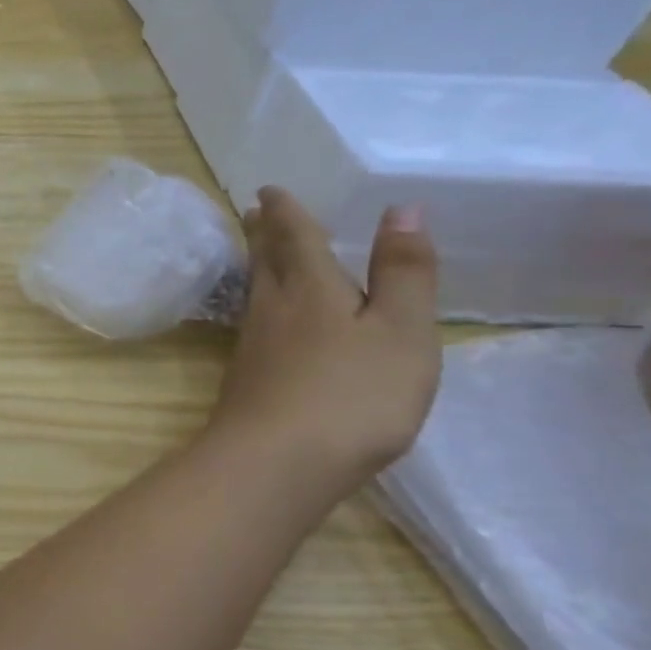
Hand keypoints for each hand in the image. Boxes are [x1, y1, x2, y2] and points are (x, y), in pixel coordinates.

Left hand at [209, 188, 440, 484]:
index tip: (268, 190)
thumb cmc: (353, 394)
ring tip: (260, 253)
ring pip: (256, 291)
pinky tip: (267, 320)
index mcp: (309, 288)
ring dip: (258, 265)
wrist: (277, 459)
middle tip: (252, 211)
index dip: (285, 211)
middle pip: (264, 260)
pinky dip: (263, 305)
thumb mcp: (401, 331)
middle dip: (263, 233)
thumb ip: (403, 273)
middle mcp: (272, 308)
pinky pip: (256, 324)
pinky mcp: (247, 377)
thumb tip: (400, 209)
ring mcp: (253, 344)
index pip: (294, 236)